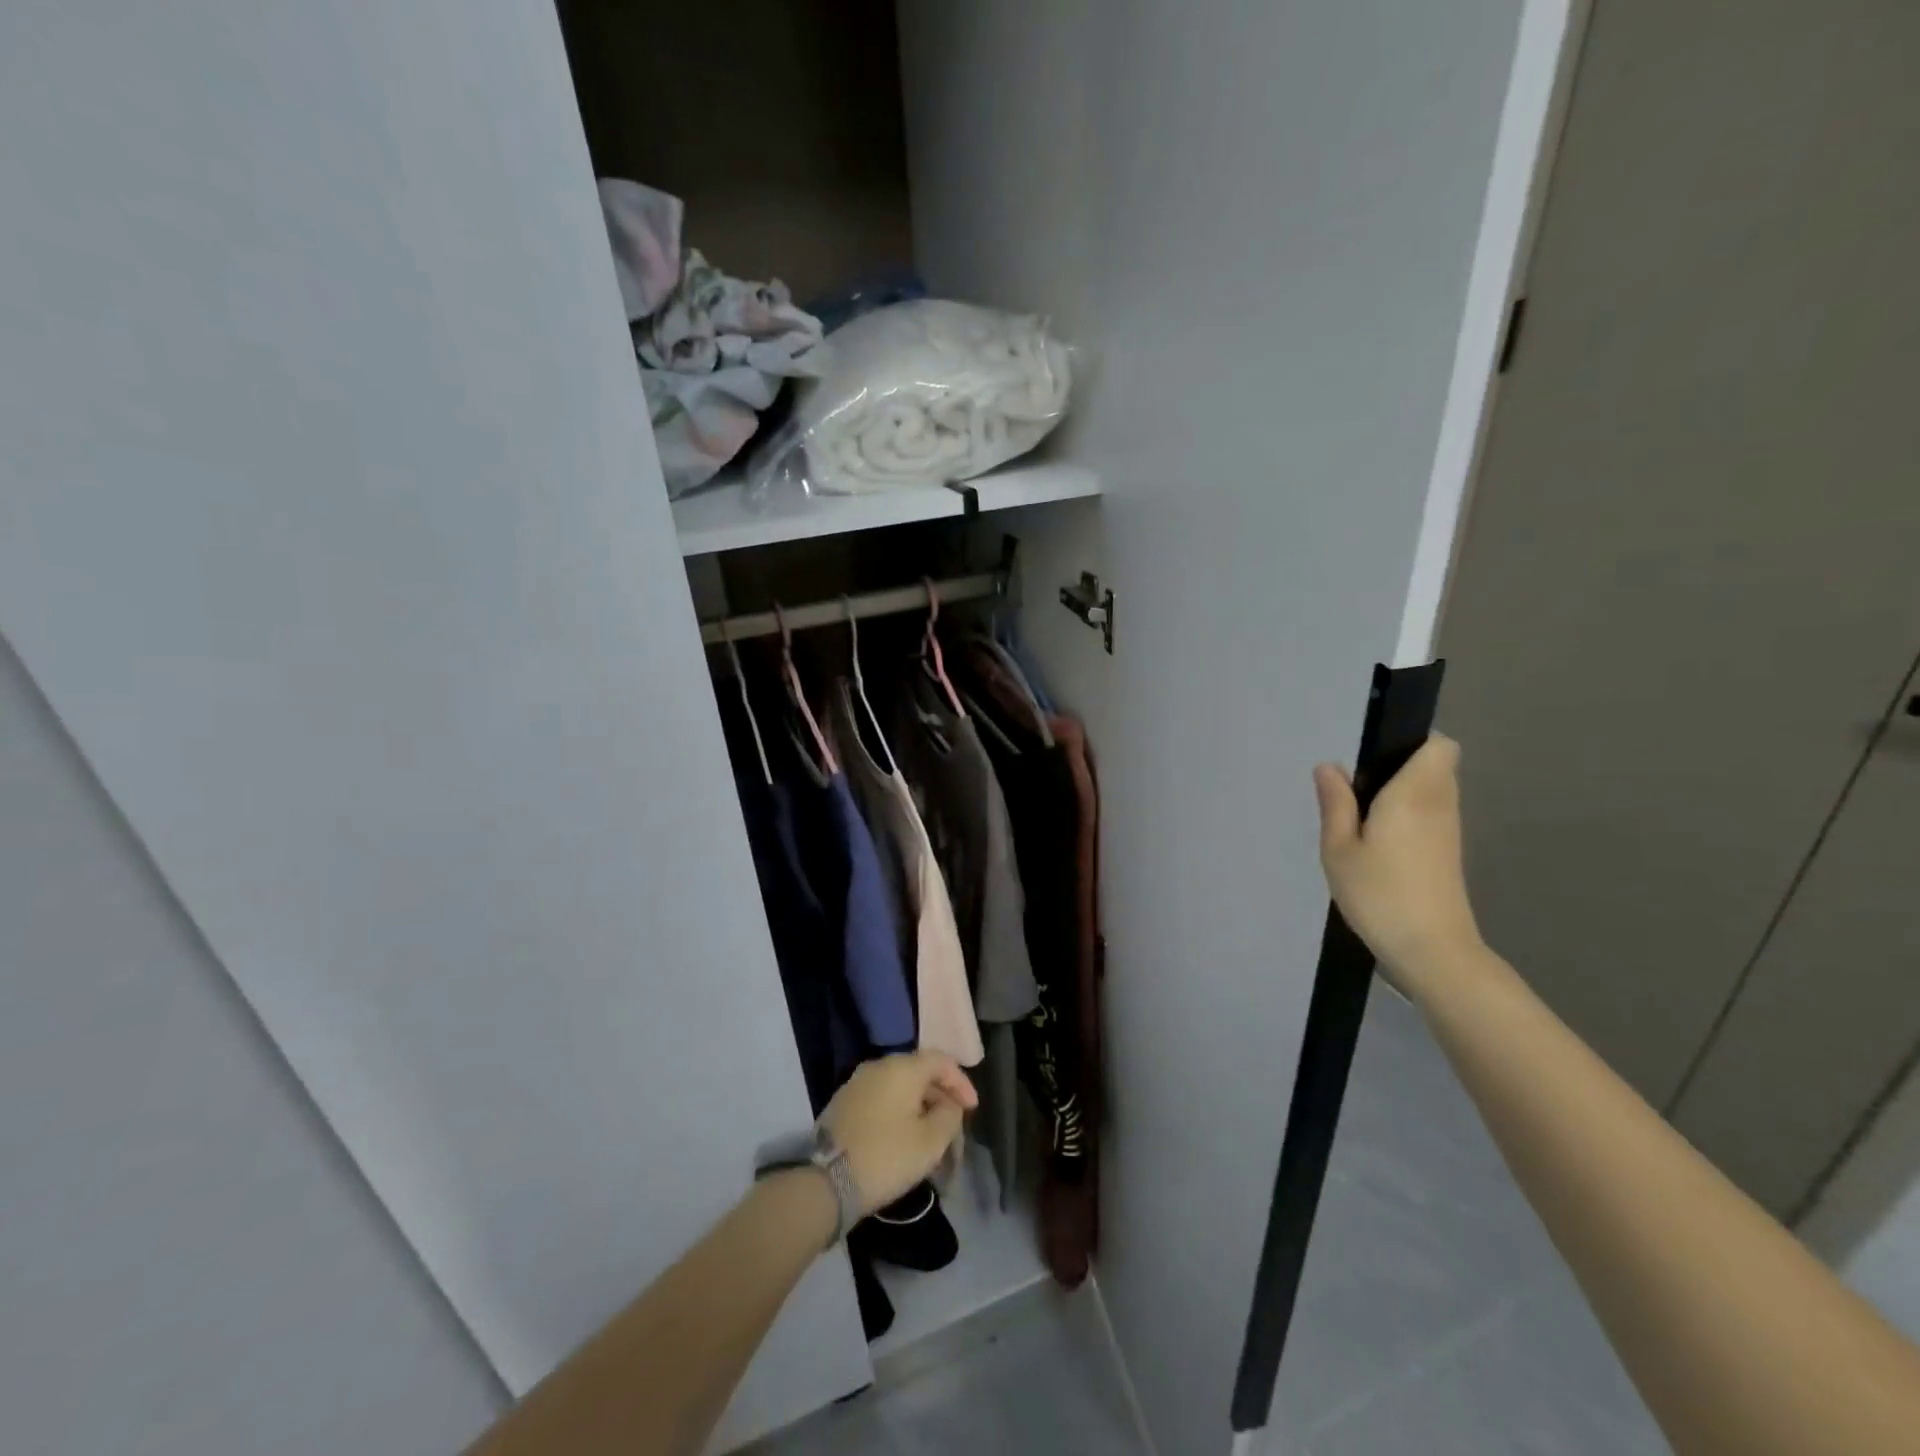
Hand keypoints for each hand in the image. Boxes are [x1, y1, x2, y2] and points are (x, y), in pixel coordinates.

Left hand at [820, 1052, 977, 1216]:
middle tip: (954, 1126)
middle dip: (941, 1097)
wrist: (826, 1182)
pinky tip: (904, 1138)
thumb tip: (949, 1105)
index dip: (961, 1082)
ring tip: (931, 1136)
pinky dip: (899, 1112)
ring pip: (899, 1087)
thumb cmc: (886, 1156)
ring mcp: (857, 1083)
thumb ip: (949, 1115)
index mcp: (901, 1067)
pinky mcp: (844, 1103)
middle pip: (919, 1072)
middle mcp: (878, 1066)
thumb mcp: (930, 1141)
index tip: (972, 1110)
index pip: (941, 1061)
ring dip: (920, 1107)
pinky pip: (881, 1099)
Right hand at [1314, 734, 1484, 996]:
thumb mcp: (1339, 849)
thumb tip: (1329, 767)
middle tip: (1359, 786)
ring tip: (1362, 814)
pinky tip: (1378, 840)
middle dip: (1403, 764)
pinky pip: (1432, 813)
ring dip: (1405, 791)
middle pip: (1437, 764)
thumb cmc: (1380, 894)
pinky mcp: (1449, 854)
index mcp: (1414, 794)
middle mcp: (1440, 804)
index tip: (1377, 754)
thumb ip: (1335, 804)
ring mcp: (1449, 831)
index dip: (1413, 741)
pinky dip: (1410, 814)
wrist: (1431, 950)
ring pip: (1435, 790)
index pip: (1439, 745)